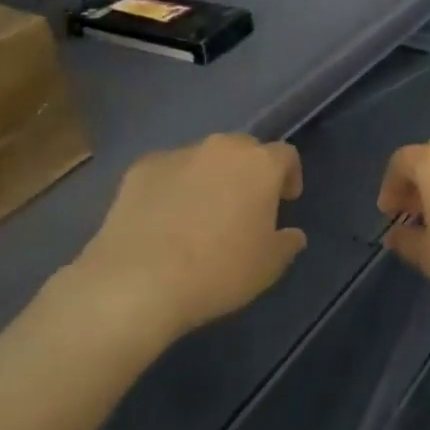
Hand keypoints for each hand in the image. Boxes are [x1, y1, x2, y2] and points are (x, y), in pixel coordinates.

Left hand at [54, 134, 306, 344]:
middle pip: (244, 150)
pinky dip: (173, 188)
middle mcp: (221, 148)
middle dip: (248, 172)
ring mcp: (178, 155)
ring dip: (210, 178)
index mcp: (260, 165)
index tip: (285, 201)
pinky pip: (168, 172)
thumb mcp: (269, 266)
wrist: (138, 281)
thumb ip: (286, 243)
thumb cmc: (219, 271)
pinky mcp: (140, 169)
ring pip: (204, 159)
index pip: (286, 155)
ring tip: (200, 215)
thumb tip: (292, 234)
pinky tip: (164, 219)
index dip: (289, 176)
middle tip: (244, 207)